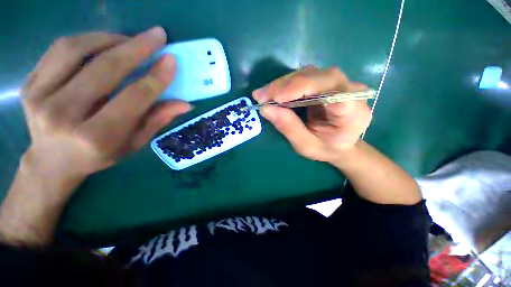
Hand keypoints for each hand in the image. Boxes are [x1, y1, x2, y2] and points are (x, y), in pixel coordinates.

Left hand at [21, 27, 191, 184]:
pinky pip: (60, 49)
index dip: (156, 77)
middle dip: (137, 48)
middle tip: (157, 35)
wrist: (52, 162)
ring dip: (110, 39)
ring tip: (130, 40)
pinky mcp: (29, 84)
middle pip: (105, 69)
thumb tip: (185, 104)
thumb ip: (157, 120)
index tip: (171, 60)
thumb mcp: (134, 143)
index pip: (134, 98)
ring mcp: (40, 97)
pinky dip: (86, 40)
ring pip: (77, 50)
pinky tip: (104, 43)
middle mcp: (64, 115)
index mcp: (98, 137)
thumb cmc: (99, 155)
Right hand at [253, 66, 371, 164]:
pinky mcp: (327, 82)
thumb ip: (289, 128)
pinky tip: (273, 93)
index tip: (276, 98)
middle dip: (286, 85)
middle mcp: (350, 91)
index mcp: (353, 112)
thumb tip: (266, 108)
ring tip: (263, 95)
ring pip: (308, 74)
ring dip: (282, 84)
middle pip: (317, 76)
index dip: (303, 88)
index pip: (332, 89)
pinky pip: (305, 78)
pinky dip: (286, 85)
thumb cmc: (326, 149)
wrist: (340, 145)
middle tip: (261, 96)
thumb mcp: (306, 145)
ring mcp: (339, 83)